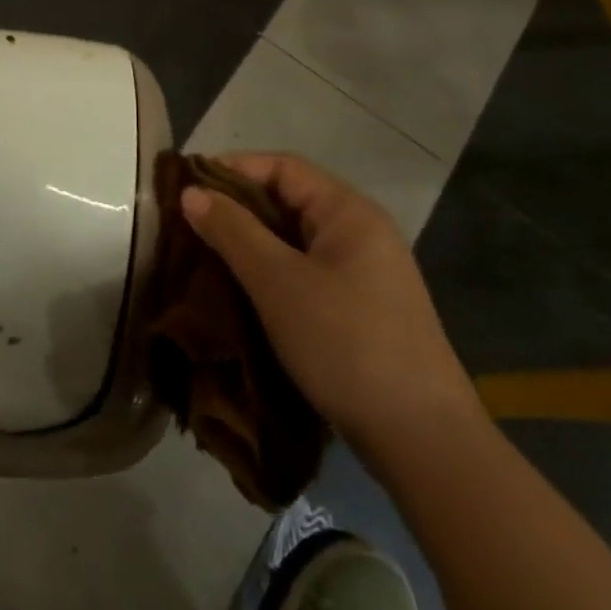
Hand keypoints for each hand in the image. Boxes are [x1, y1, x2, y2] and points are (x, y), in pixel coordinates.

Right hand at [183, 152, 479, 453]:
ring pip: (292, 241)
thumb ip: (232, 231)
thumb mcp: (279, 282)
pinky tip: (238, 292)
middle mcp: (360, 233)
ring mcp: (363, 274)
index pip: (282, 166)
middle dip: (235, 209)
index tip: (186, 188)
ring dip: (248, 245)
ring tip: (201, 257)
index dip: (232, 169)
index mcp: (348, 212)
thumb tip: (190, 191)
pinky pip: (303, 273)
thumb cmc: (347, 344)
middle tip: (186, 225)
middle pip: (287, 200)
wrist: (424, 443)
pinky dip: (268, 274)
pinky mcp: (359, 310)